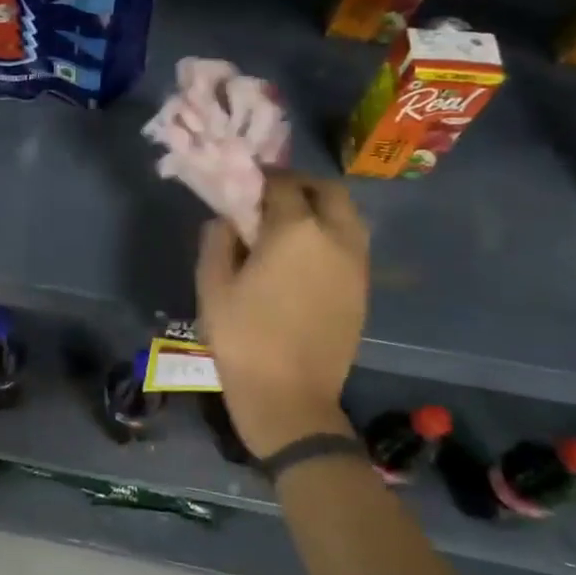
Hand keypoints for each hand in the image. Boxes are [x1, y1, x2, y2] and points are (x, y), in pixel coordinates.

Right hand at [195, 172, 367, 457]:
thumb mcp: (212, 285)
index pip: (282, 184)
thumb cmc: (243, 337)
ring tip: (288, 225)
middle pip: (328, 191)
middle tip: (271, 197)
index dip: (261, 177)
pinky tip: (303, 256)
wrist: (290, 397)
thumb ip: (218, 239)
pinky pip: (351, 244)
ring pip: (347, 216)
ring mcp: (356, 265)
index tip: (243, 182)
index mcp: (295, 231)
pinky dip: (330, 234)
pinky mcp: (363, 290)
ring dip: (320, 208)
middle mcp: (335, 238)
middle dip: (300, 185)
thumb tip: (228, 218)